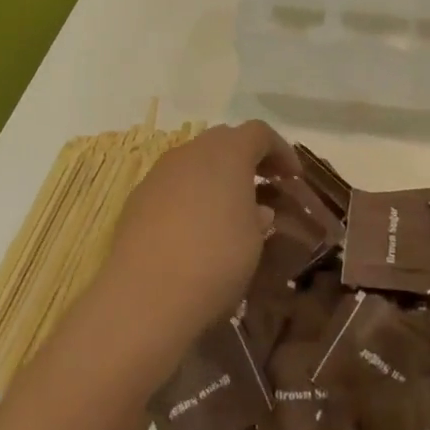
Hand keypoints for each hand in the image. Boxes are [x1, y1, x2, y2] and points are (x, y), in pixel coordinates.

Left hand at [94, 121, 300, 363]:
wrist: (145, 296)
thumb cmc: (216, 260)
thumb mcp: (254, 241)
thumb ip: (259, 218)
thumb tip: (257, 211)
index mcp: (227, 153)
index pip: (259, 133)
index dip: (280, 151)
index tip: (293, 177)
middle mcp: (191, 152)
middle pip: (224, 140)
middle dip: (247, 158)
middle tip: (264, 185)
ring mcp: (159, 174)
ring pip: (194, 162)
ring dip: (215, 177)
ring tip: (229, 209)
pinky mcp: (136, 199)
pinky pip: (172, 185)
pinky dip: (190, 195)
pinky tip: (194, 228)